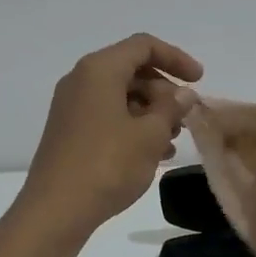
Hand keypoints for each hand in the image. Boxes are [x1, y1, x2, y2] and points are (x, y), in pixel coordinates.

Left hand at [16, 34, 202, 236]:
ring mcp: (72, 106)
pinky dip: (133, 126)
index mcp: (99, 70)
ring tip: (172, 140)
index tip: (199, 81)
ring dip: (151, 112)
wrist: (56, 210)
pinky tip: (153, 153)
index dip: (176, 58)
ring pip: (121, 95)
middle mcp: (81, 80)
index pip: (143, 46)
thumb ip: (171, 108)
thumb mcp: (150, 135)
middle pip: (131, 70)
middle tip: (184, 118)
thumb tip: (183, 93)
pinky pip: (107, 115)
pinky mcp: (69, 131)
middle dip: (164, 91)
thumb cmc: (107, 165)